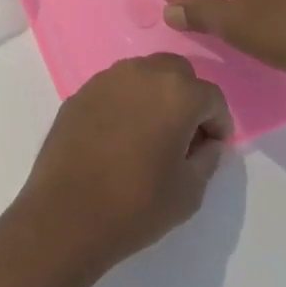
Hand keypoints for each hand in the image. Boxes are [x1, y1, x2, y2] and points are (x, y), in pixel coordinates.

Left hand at [14, 55, 233, 276]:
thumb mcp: (189, 190)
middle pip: (177, 73)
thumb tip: (206, 143)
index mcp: (176, 92)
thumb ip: (207, 158)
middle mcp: (141, 73)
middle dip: (188, 98)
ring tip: (152, 134)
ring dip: (155, 96)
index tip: (212, 149)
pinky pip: (114, 89)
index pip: (211, 97)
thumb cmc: (136, 204)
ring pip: (143, 75)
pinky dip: (125, 103)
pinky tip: (120, 136)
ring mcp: (105, 80)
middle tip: (185, 136)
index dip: (218, 124)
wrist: (66, 214)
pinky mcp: (79, 93)